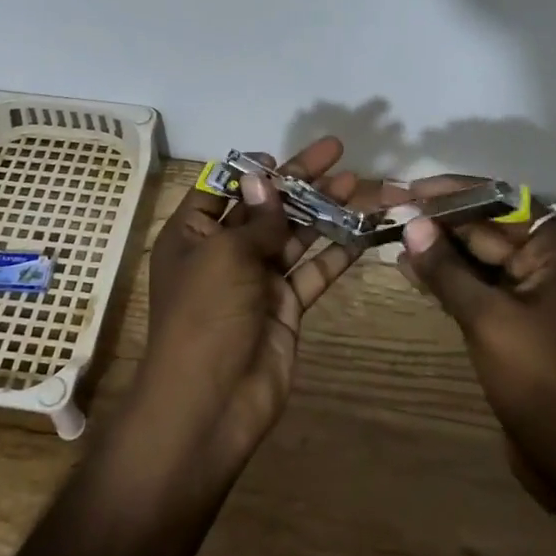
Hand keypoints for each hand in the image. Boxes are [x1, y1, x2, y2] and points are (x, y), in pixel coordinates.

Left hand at [123, 137, 360, 482]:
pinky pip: (312, 271)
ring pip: (294, 235)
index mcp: (191, 236)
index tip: (280, 155)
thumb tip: (266, 179)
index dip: (251, 170)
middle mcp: (223, 253)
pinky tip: (363, 229)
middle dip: (300, 181)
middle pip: (265, 207)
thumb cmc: (205, 316)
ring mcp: (256, 281)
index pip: (220, 189)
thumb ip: (256, 218)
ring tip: (359, 183)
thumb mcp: (224, 255)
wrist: (210, 403)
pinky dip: (336, 252)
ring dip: (324, 210)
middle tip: (338, 152)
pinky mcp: (285, 306)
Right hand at [393, 182, 555, 512]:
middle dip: (442, 220)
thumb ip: (447, 269)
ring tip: (393, 233)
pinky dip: (448, 278)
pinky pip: (479, 286)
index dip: (455, 193)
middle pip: (489, 228)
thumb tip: (411, 226)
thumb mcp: (487, 318)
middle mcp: (549, 265)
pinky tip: (410, 269)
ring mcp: (533, 294)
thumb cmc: (537, 378)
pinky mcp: (517, 320)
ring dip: (440, 248)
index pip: (503, 203)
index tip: (412, 188)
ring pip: (480, 258)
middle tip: (393, 207)